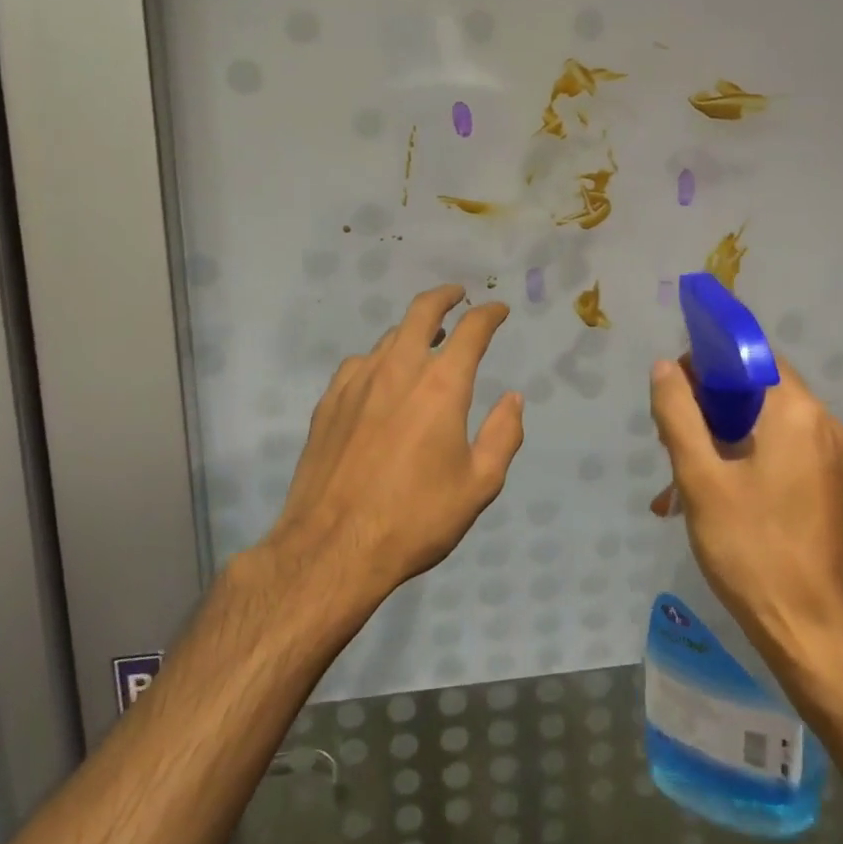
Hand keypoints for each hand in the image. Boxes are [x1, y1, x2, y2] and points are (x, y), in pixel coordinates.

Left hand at [261, 286, 524, 608]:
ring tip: (425, 339)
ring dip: (413, 330)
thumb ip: (503, 435)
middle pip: (422, 311)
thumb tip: (513, 399)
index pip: (472, 330)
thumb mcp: (479, 485)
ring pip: (389, 336)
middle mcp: (399, 370)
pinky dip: (380, 359)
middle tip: (458, 295)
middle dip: (445, 296)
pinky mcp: (329, 402)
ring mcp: (358, 382)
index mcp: (441, 386)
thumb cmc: (415, 519)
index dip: (489, 314)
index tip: (499, 311)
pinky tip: (381, 376)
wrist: (332, 548)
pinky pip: (359, 363)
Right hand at [648, 354, 842, 662]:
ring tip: (677, 472)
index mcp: (796, 411)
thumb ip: (678, 414)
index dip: (707, 360)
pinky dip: (739, 456)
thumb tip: (665, 367)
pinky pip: (775, 448)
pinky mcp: (824, 481)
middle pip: (755, 387)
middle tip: (669, 436)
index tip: (673, 387)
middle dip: (707, 404)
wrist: (808, 629)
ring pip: (761, 420)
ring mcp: (827, 454)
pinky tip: (702, 493)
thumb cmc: (751, 548)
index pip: (750, 355)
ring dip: (717, 435)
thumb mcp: (700, 478)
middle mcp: (820, 422)